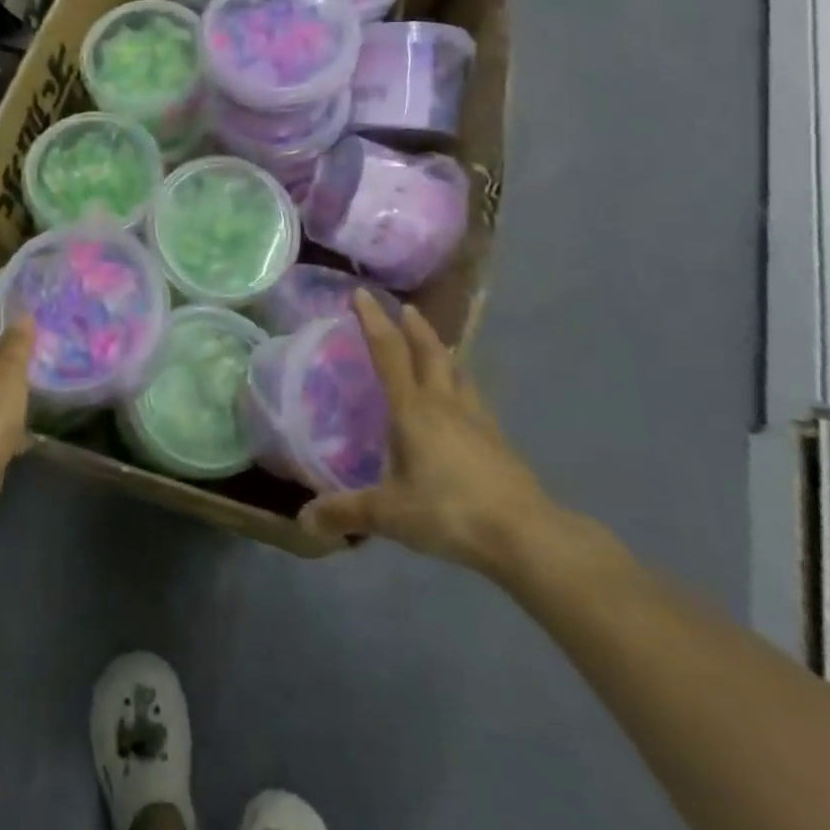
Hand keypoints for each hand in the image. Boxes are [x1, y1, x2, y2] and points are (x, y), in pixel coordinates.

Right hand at [300, 292, 560, 573]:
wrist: (526, 536)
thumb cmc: (450, 511)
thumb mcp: (390, 514)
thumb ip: (346, 513)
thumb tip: (303, 520)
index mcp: (413, 410)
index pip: (389, 353)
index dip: (374, 321)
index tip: (363, 294)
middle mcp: (445, 405)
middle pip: (430, 353)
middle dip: (414, 328)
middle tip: (405, 309)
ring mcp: (477, 421)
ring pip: (458, 374)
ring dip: (443, 354)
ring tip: (436, 347)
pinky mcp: (498, 443)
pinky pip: (474, 401)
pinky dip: (462, 388)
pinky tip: (463, 404)